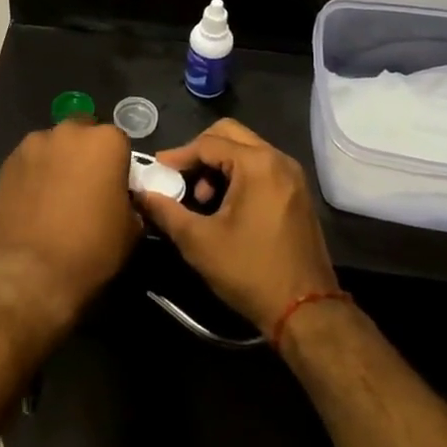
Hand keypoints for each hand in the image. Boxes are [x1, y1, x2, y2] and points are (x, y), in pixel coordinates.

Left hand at [0, 122, 140, 342]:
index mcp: (105, 142)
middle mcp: (69, 132)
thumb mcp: (130, 230)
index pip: (119, 142)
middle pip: (83, 133)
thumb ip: (129, 201)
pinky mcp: (8, 161)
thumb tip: (121, 198)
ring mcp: (34, 144)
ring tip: (55, 196)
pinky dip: (35, 174)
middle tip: (86, 187)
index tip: (114, 188)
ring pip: (54, 145)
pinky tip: (34, 202)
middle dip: (86, 153)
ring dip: (58, 161)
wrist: (30, 273)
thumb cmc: (90, 250)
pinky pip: (30, 161)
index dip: (118, 165)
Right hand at [133, 119, 336, 336]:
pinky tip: (225, 205)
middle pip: (230, 135)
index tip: (157, 171)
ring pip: (246, 150)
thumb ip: (166, 211)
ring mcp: (292, 176)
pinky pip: (262, 167)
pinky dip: (238, 174)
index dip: (178, 155)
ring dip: (219, 164)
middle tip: (180, 177)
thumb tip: (140, 193)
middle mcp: (278, 160)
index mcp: (257, 164)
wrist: (307, 312)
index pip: (207, 143)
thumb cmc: (250, 271)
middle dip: (200, 152)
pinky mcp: (297, 193)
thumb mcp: (199, 242)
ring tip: (202, 198)